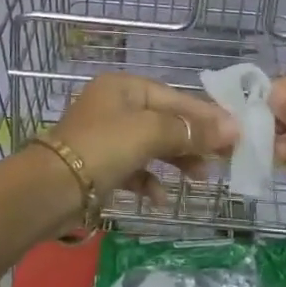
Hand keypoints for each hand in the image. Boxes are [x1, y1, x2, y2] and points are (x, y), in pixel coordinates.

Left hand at [49, 72, 238, 202]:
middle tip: (223, 159)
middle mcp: (115, 105)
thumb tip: (233, 128)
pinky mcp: (99, 165)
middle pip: (165, 120)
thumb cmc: (103, 148)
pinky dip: (150, 181)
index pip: (175, 97)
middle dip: (193, 140)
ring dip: (177, 161)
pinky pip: (134, 169)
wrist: (49, 189)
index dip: (206, 116)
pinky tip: (161, 199)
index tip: (236, 134)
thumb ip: (190, 130)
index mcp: (125, 87)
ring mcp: (106, 135)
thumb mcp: (150, 133)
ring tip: (201, 179)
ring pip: (152, 145)